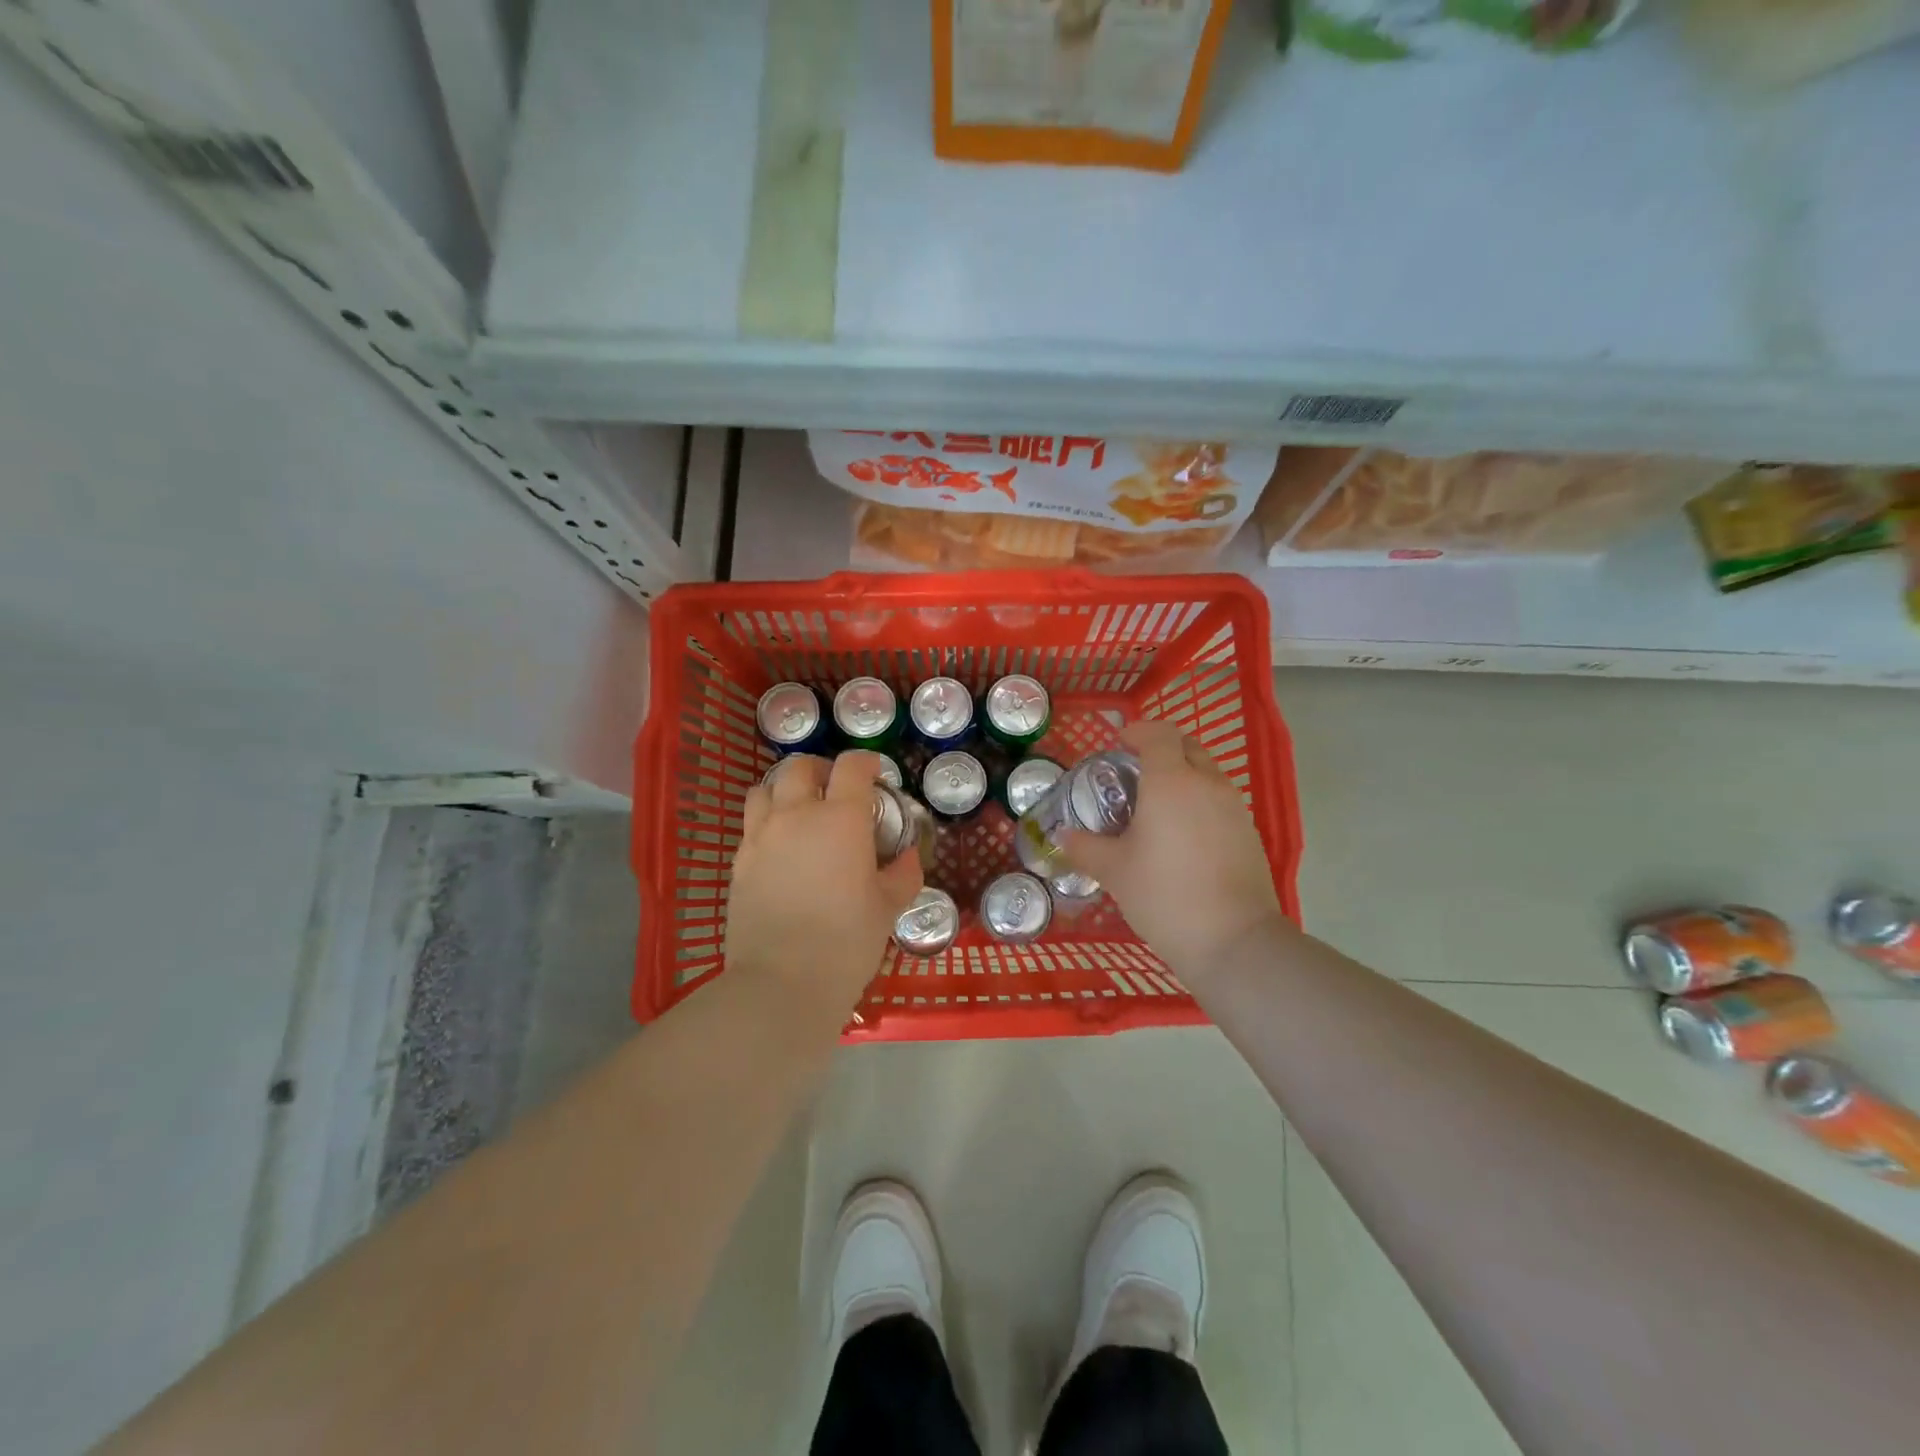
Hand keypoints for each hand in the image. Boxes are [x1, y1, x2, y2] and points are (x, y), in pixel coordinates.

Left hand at [725, 752, 922, 1014]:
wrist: (782, 982)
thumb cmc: (846, 942)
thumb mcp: (888, 907)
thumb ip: (902, 874)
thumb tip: (907, 856)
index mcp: (841, 818)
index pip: (852, 767)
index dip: (867, 762)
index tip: (876, 774)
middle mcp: (797, 814)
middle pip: (801, 766)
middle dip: (822, 769)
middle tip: (836, 790)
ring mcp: (761, 835)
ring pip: (766, 788)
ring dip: (786, 789)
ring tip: (800, 810)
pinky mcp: (739, 861)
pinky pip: (750, 823)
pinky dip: (767, 820)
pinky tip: (781, 845)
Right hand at [1064, 719, 1284, 980]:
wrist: (1234, 940)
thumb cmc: (1165, 896)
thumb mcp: (1114, 872)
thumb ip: (1085, 847)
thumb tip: (1063, 836)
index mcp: (1170, 781)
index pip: (1158, 733)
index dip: (1137, 731)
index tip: (1118, 744)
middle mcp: (1206, 784)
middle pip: (1187, 745)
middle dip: (1161, 748)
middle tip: (1133, 771)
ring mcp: (1234, 807)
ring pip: (1206, 773)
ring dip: (1182, 774)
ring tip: (1155, 805)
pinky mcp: (1249, 833)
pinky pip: (1219, 800)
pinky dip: (1199, 800)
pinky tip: (1182, 835)